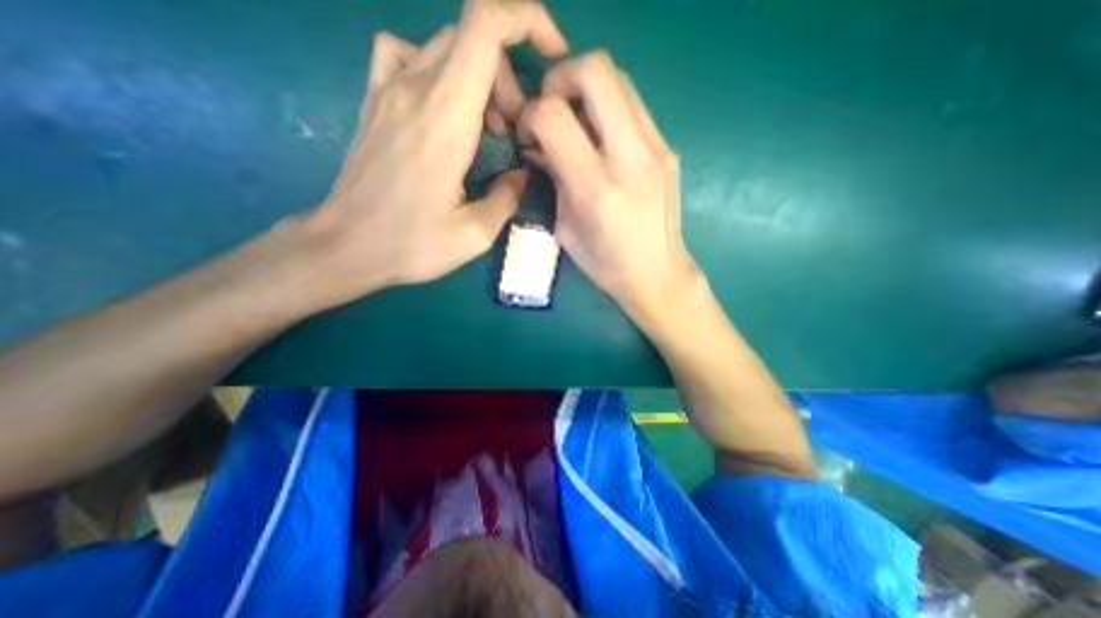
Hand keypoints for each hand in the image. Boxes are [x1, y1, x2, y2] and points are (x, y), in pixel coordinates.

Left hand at [294, 1, 566, 309]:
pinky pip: (404, 53)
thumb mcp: (475, 234)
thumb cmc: (411, 244)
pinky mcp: (374, 101)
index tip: (551, 57)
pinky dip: (435, 67)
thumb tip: (520, 175)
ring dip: (480, 77)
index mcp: (446, 117)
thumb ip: (507, 197)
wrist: (346, 246)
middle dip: (510, 78)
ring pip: (446, 45)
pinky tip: (442, 106)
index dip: (526, 20)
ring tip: (488, 127)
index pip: (486, 25)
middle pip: (474, 38)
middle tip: (514, 132)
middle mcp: (415, 88)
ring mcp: (388, 89)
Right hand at [517, 51, 695, 316]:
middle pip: (595, 71)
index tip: (529, 133)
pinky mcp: (668, 150)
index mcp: (596, 189)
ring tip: (575, 124)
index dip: (531, 113)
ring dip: (586, 90)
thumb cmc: (605, 263)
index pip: (553, 116)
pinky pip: (634, 106)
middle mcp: (629, 160)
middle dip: (560, 77)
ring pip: (619, 79)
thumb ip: (553, 179)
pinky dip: (609, 108)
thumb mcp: (565, 227)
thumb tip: (537, 145)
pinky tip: (600, 139)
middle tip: (551, 107)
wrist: (657, 274)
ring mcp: (656, 150)